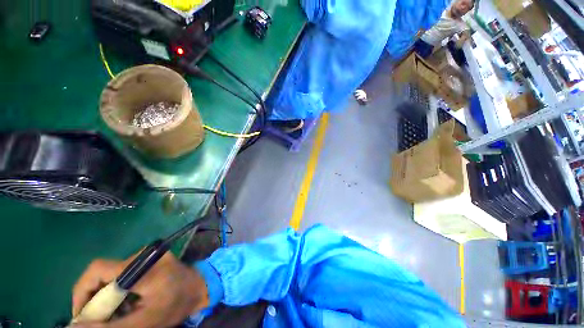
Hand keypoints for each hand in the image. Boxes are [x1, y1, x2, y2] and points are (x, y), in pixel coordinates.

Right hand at [71, 253, 208, 327]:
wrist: (201, 286)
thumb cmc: (177, 305)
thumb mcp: (145, 322)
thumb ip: (110, 327)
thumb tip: (76, 327)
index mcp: (142, 268)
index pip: (97, 270)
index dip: (81, 292)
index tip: (82, 317)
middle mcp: (142, 256)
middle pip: (102, 273)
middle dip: (93, 298)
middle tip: (96, 320)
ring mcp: (147, 255)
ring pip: (111, 275)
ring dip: (104, 297)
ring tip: (112, 315)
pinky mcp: (149, 259)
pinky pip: (122, 274)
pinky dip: (116, 291)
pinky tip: (124, 305)